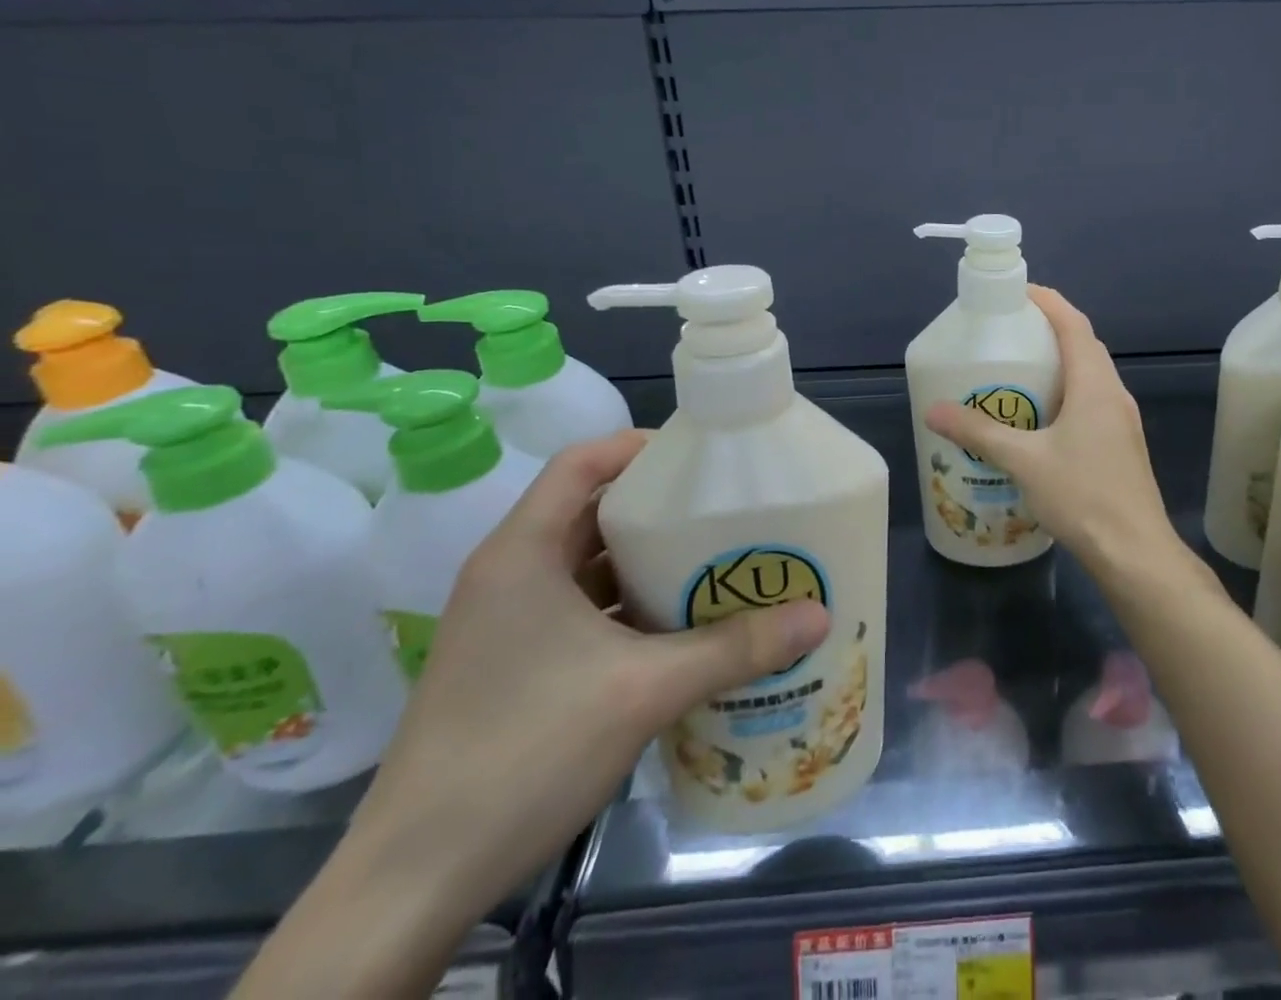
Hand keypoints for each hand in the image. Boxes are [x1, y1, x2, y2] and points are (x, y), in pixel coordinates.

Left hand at [345, 430, 830, 934]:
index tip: (705, 458)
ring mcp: (507, 623)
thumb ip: (734, 649)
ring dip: (647, 562)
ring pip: (588, 564)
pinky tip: (679, 628)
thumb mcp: (644, 690)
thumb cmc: (524, 751)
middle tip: (727, 510)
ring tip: (717, 561)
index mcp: (523, 552)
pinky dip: (628, 606)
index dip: (641, 447)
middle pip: (592, 511)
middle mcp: (510, 574)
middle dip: (660, 508)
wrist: (413, 881)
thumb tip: (819, 616)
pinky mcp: (512, 664)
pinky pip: (581, 610)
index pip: (582, 463)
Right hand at [924, 286, 1188, 581]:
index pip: (1074, 325)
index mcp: (1095, 386)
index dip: (1049, 302)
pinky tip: (1041, 418)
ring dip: (1060, 363)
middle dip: (1051, 330)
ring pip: (1090, 376)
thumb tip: (933, 410)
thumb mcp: (1024, 461)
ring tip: (1021, 370)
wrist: (1135, 553)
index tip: (1019, 292)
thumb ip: (979, 433)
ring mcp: (1122, 421)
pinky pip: (1093, 401)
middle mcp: (1114, 394)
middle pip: (1084, 346)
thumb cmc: (1083, 496)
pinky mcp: (1121, 444)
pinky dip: (1068, 392)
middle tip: (1011, 332)